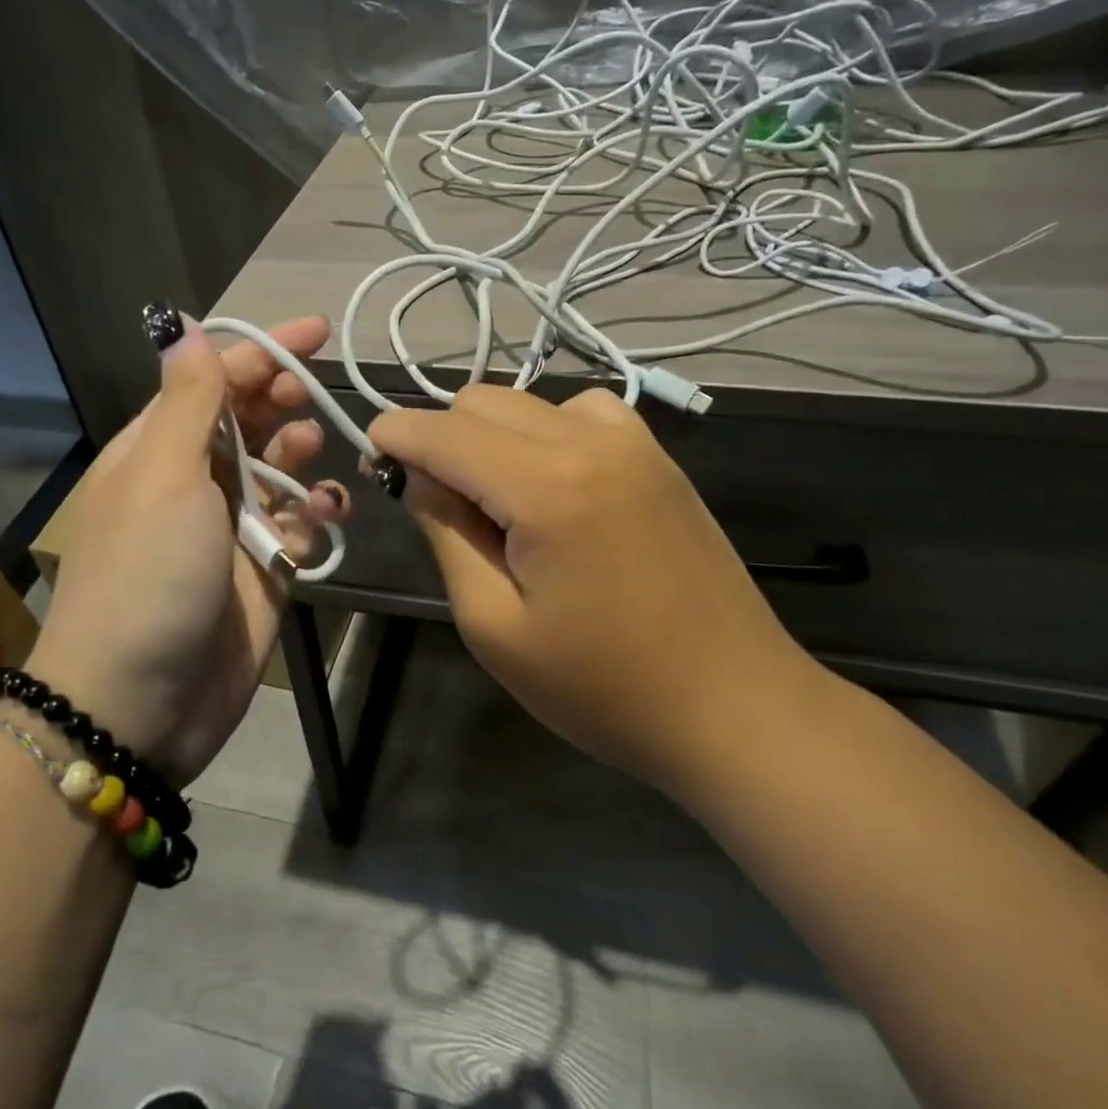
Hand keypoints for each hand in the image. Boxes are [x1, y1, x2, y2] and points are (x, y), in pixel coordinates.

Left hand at [30, 313, 347, 785]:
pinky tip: (328, 510)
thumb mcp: (162, 477)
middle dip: (282, 400)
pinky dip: (317, 511)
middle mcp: (193, 481)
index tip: (318, 333)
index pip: (212, 381)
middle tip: (310, 399)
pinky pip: (300, 525)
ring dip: (300, 454)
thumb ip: (187, 403)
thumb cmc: (147, 574)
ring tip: (313, 454)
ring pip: (279, 470)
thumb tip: (183, 327)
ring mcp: (230, 528)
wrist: (141, 702)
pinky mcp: (263, 570)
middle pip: (247, 421)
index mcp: (157, 450)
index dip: (262, 351)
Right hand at [368, 384, 817, 790]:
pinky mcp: (659, 457)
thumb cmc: (604, 687)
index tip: (371, 458)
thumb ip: (447, 534)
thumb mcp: (495, 625)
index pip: (443, 432)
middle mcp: (590, 440)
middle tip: (435, 504)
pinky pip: (581, 413)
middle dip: (440, 439)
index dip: (394, 437)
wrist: (736, 706)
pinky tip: (553, 486)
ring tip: (496, 501)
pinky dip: (545, 433)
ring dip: (491, 436)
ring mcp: (634, 442)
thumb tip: (419, 476)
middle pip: (481, 403)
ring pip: (528, 402)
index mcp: (545, 486)